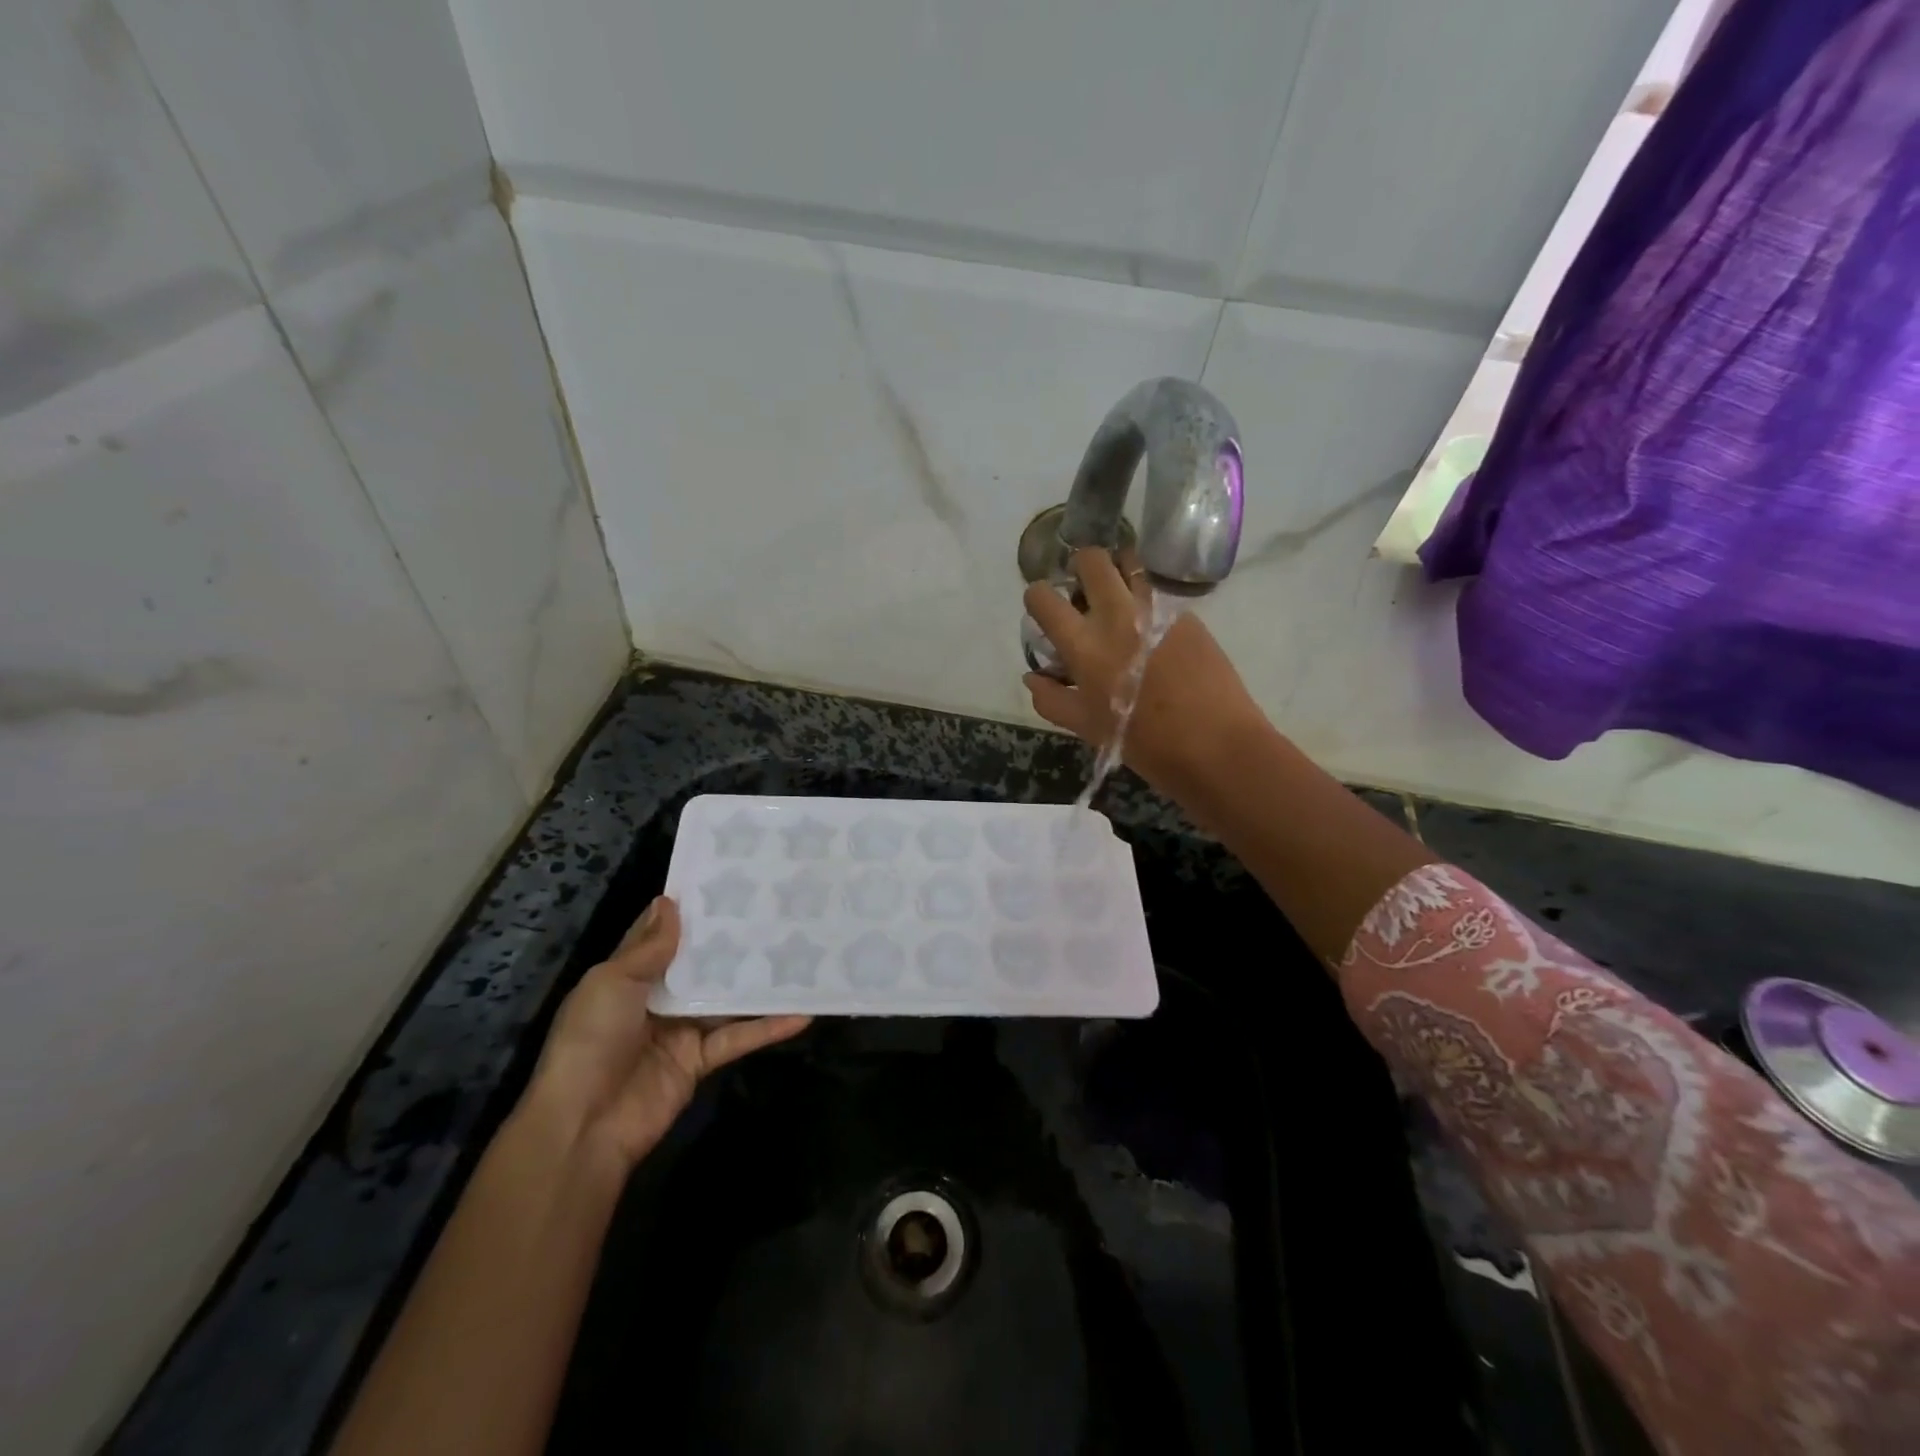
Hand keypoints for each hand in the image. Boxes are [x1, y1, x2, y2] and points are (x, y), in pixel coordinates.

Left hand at [518, 897, 809, 1172]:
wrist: (583, 1126)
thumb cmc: (591, 1041)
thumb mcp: (611, 983)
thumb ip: (648, 948)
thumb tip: (668, 901)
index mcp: (628, 977)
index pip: (661, 936)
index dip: (688, 911)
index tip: (725, 883)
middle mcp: (657, 999)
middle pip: (701, 965)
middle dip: (731, 941)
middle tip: (775, 909)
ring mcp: (681, 1030)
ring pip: (725, 998)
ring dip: (757, 981)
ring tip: (799, 951)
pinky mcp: (701, 1061)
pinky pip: (738, 1037)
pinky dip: (768, 1027)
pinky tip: (803, 1013)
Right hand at [1023, 548, 1263, 796]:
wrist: (1216, 744)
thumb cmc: (1144, 742)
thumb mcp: (1087, 727)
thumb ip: (1051, 699)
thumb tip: (1033, 676)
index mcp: (1084, 644)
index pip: (1044, 597)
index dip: (1037, 598)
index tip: (1044, 611)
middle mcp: (1117, 615)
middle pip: (1091, 559)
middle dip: (1080, 567)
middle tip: (1083, 591)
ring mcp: (1155, 609)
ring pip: (1130, 563)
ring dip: (1117, 572)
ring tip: (1118, 597)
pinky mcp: (1186, 614)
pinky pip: (1157, 591)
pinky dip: (1145, 597)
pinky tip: (1150, 625)